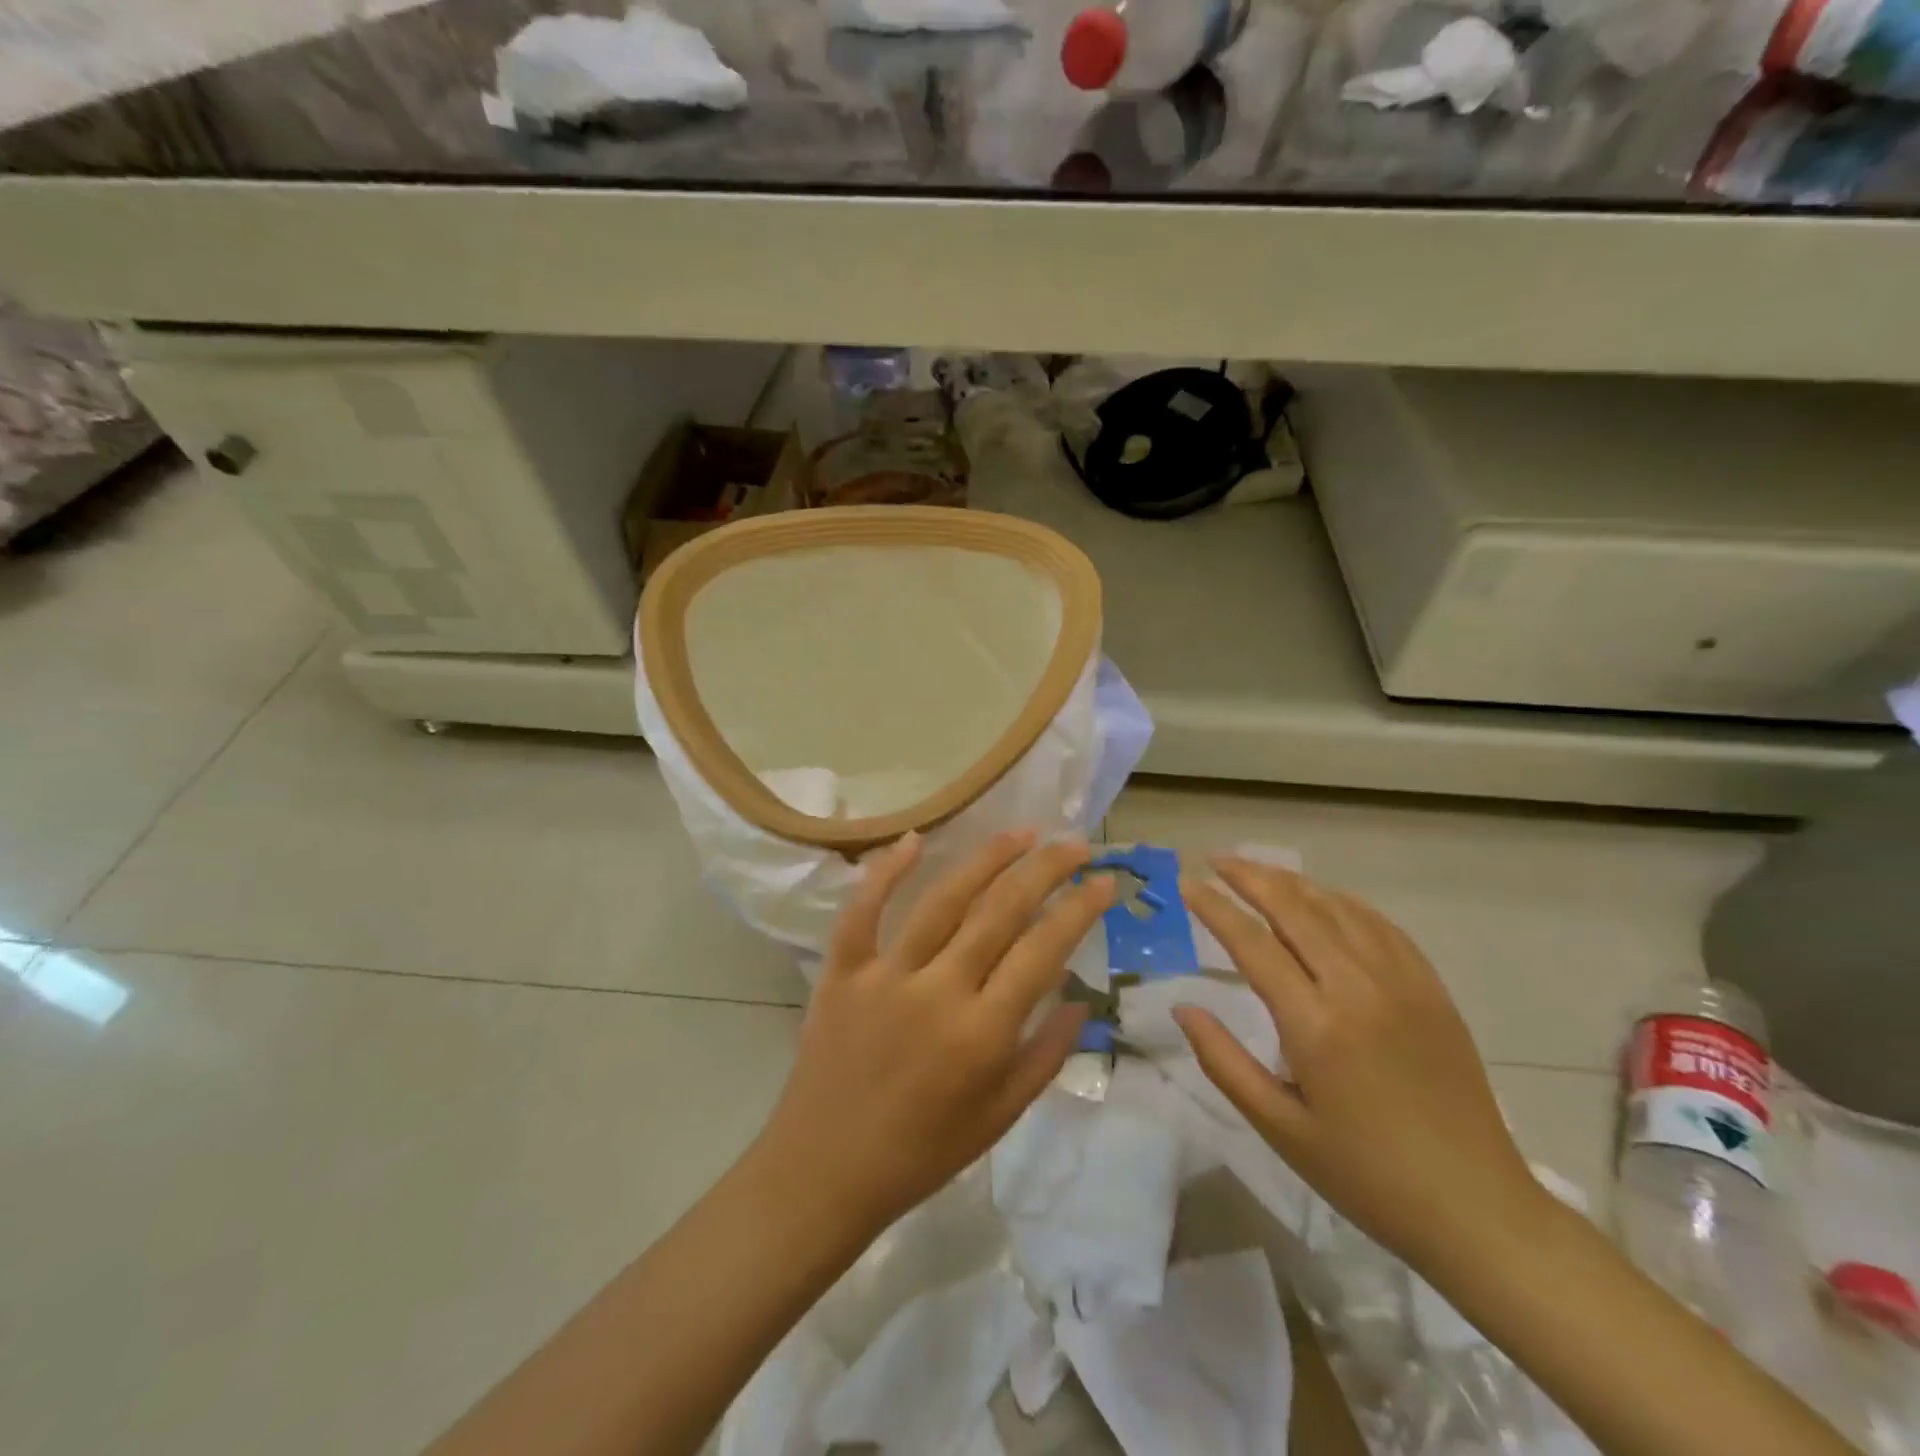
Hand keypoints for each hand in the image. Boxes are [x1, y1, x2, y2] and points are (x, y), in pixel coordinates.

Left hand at [755, 830, 1115, 1235]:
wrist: (825, 1172)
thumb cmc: (922, 1152)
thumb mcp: (1000, 1117)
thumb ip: (1045, 1055)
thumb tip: (1082, 999)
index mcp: (982, 1034)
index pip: (1043, 951)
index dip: (1078, 910)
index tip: (1104, 881)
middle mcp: (938, 992)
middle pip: (1000, 912)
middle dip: (1044, 870)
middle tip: (1074, 844)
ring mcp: (885, 976)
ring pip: (943, 901)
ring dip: (986, 860)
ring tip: (1021, 832)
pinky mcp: (843, 972)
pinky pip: (862, 912)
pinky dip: (885, 873)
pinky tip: (914, 839)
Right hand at [1174, 857, 1546, 1272]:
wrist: (1477, 1208)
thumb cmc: (1365, 1175)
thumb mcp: (1279, 1127)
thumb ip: (1223, 1061)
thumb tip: (1183, 1007)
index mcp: (1315, 1024)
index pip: (1251, 943)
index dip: (1214, 907)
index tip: (1186, 884)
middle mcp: (1358, 987)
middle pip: (1294, 908)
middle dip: (1250, 876)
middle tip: (1216, 860)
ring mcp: (1402, 983)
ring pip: (1338, 908)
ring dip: (1293, 883)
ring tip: (1259, 872)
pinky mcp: (1431, 990)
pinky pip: (1381, 926)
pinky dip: (1343, 902)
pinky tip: (1325, 900)